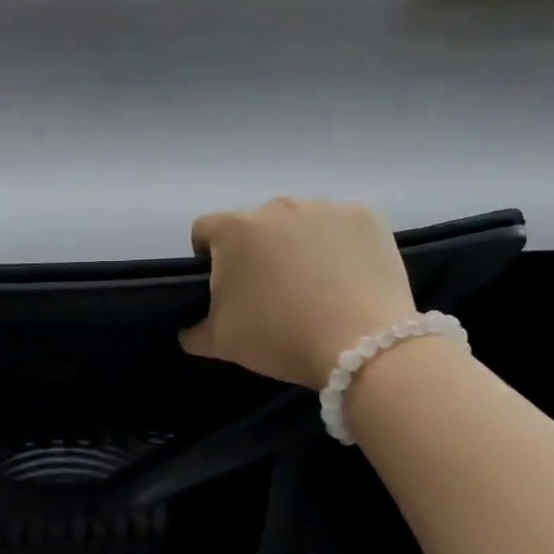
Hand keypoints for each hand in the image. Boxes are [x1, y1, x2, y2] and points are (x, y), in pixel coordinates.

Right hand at [180, 198, 417, 389]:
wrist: (364, 346)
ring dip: (300, 245)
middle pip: (256, 225)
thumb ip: (195, 330)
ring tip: (318, 287)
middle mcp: (276, 207)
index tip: (225, 284)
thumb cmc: (281, 337)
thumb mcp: (222, 343)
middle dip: (259, 251)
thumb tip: (189, 328)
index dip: (208, 256)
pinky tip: (349, 278)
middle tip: (275, 292)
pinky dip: (340, 245)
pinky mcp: (365, 216)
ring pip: (300, 223)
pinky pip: (341, 226)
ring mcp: (324, 207)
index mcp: (235, 229)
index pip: (205, 230)